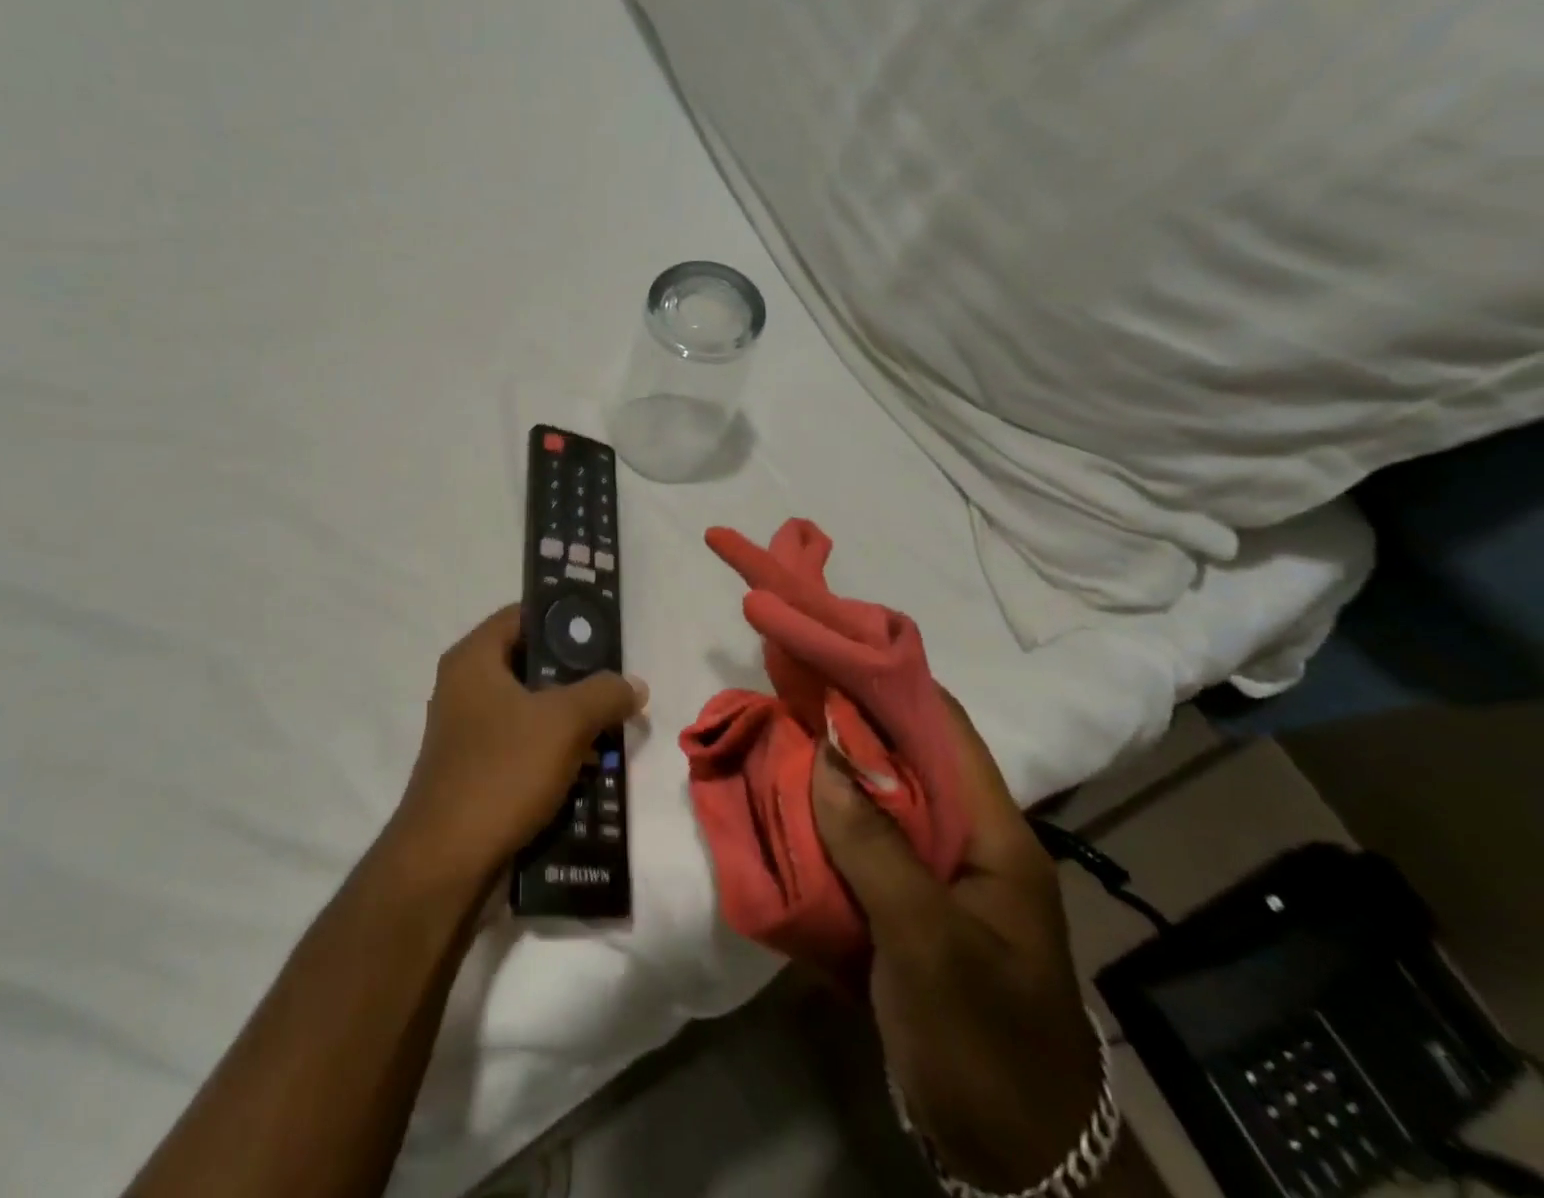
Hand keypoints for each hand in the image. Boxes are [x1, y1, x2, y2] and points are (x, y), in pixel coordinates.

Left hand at [396, 606, 646, 881]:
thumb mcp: (563, 723)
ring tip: (612, 728)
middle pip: (530, 663)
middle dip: (576, 675)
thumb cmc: (501, 772)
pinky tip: (588, 766)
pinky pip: (522, 745)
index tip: (605, 632)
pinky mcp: (476, 770)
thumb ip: (604, 693)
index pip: (522, 615)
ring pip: (530, 708)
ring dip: (569, 718)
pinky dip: (553, 750)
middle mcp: (465, 687)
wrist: (446, 863)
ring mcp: (468, 732)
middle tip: (616, 684)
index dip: (564, 617)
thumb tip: (633, 684)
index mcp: (473, 660)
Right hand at [810, 686, 1101, 1192]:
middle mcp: (964, 841)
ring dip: (828, 769)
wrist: (1017, 1166)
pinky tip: (780, 806)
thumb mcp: (929, 944)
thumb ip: (875, 846)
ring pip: (875, 800)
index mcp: (994, 833)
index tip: (832, 644)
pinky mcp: (904, 911)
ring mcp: (933, 878)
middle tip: (785, 684)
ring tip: (772, 732)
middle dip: (846, 718)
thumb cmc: (985, 1044)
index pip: (945, 728)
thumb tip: (825, 755)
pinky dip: (820, 822)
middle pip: (904, 758)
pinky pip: (857, 847)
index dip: (890, 679)